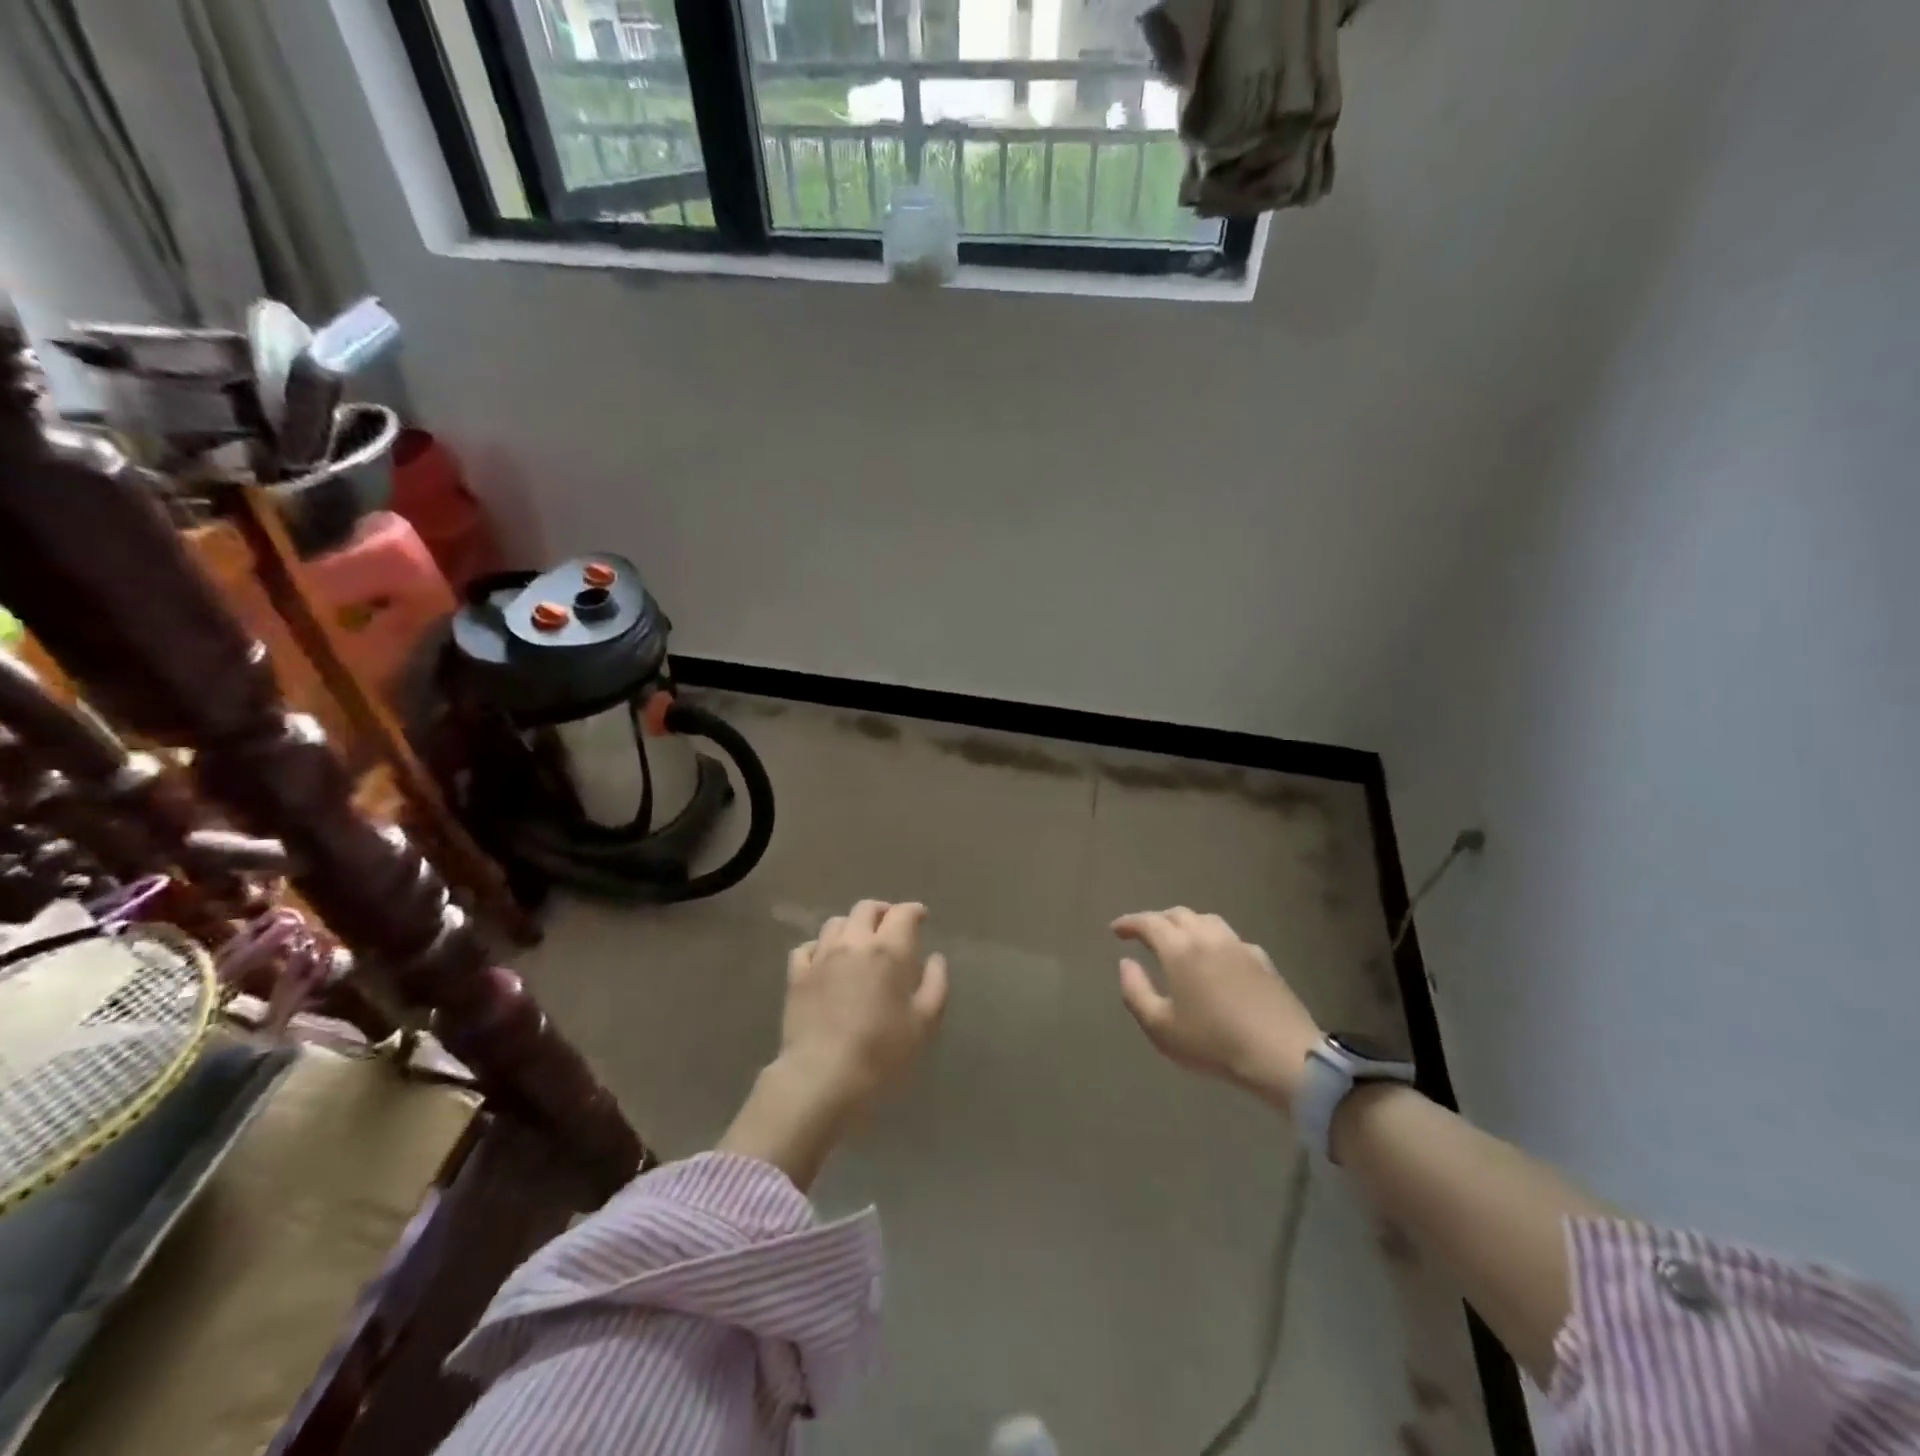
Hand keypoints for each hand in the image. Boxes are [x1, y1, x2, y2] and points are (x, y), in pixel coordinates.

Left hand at [721, 900, 947, 1189]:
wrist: (822, 1076)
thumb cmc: (882, 1052)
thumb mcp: (924, 1023)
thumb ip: (935, 984)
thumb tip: (935, 958)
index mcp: (888, 950)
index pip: (903, 914)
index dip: (914, 911)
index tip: (921, 917)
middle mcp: (854, 943)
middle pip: (866, 909)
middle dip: (882, 912)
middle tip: (890, 926)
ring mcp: (821, 957)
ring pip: (835, 923)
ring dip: (851, 926)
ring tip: (858, 941)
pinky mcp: (797, 975)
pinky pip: (807, 947)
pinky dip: (819, 947)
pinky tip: (825, 960)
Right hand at [1112, 908, 1322, 1110]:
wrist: (1283, 1056)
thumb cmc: (1213, 1043)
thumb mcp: (1160, 1027)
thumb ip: (1135, 991)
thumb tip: (1126, 963)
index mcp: (1180, 949)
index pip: (1149, 922)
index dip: (1129, 923)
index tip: (1116, 930)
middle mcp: (1208, 937)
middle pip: (1178, 914)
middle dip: (1156, 920)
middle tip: (1144, 935)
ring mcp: (1239, 946)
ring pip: (1206, 920)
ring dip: (1186, 924)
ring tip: (1178, 940)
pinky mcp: (1263, 960)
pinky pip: (1229, 938)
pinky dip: (1212, 939)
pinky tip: (1215, 958)